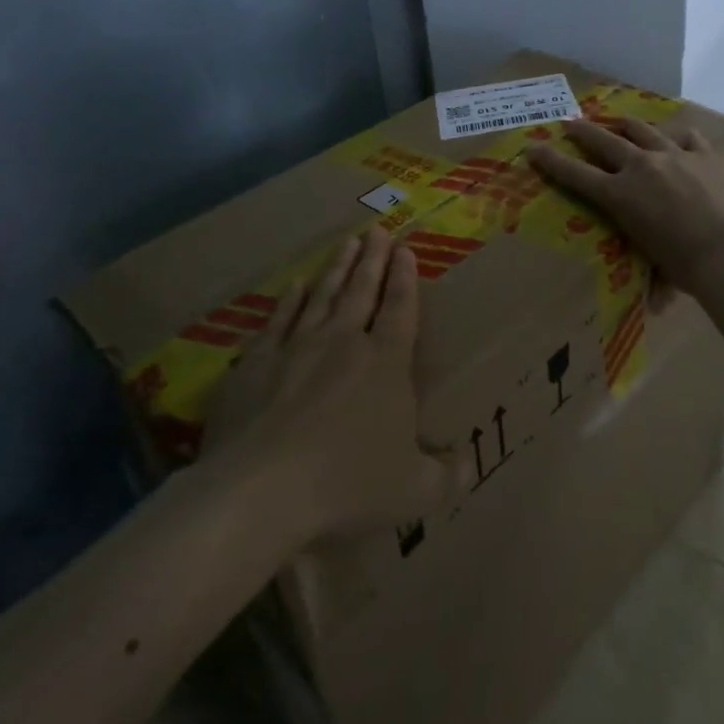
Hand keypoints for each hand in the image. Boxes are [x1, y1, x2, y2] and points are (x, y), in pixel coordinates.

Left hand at [202, 227, 458, 542]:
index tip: (405, 249)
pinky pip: (278, 321)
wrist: (259, 491)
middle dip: (373, 260)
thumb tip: (468, 464)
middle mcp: (343, 343)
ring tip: (347, 243)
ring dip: (337, 268)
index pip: (400, 309)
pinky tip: (294, 286)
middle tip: (377, 230)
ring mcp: (296, 348)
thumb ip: (447, 477)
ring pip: (322, 296)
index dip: (405, 278)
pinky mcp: (255, 364)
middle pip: (362, 291)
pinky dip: (289, 301)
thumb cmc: (346, 485)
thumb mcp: (414, 492)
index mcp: (386, 364)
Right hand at [526, 118, 723, 296]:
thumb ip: (654, 276)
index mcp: (620, 196)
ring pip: (641, 130)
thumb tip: (659, 306)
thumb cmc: (688, 267)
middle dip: (582, 131)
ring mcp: (674, 154)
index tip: (534, 148)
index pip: (575, 175)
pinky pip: (686, 136)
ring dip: (625, 124)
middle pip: (603, 140)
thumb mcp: (659, 267)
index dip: (551, 161)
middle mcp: (641, 167)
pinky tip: (676, 138)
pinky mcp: (705, 153)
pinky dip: (676, 137)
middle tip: (570, 122)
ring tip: (618, 121)